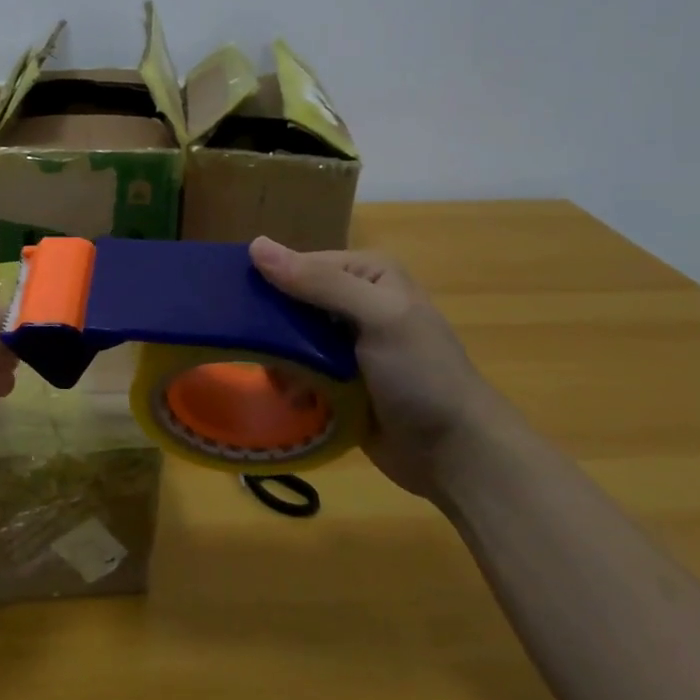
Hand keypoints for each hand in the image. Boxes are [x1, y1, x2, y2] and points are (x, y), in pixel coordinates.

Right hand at [250, 238, 513, 500]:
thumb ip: (319, 282)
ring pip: (287, 338)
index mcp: (367, 273)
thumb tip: (255, 244)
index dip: (270, 282)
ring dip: (280, 359)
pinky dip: (289, 381)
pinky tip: (295, 398)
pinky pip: (295, 368)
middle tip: (266, 353)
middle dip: (273, 328)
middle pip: (289, 301)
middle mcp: (354, 301)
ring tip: (287, 383)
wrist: (455, 454)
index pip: (299, 264)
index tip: (243, 309)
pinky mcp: (336, 378)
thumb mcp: (377, 318)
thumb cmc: (422, 376)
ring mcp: (344, 342)